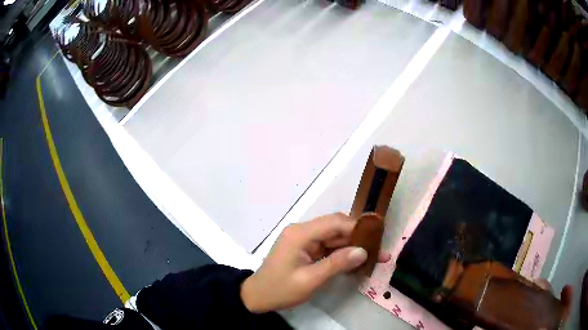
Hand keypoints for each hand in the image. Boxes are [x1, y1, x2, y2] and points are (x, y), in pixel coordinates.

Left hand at [240, 213, 390, 312]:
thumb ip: (336, 264)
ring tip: (375, 256)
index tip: (377, 238)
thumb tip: (363, 251)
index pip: (334, 222)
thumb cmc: (280, 290)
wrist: (258, 297)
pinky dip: (342, 253)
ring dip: (353, 246)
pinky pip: (328, 246)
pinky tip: (358, 261)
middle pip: (336, 228)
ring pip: (335, 237)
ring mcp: (304, 240)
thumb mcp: (310, 280)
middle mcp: (302, 231)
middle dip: (358, 238)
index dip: (357, 228)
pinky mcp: (306, 249)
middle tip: (379, 250)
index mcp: (300, 234)